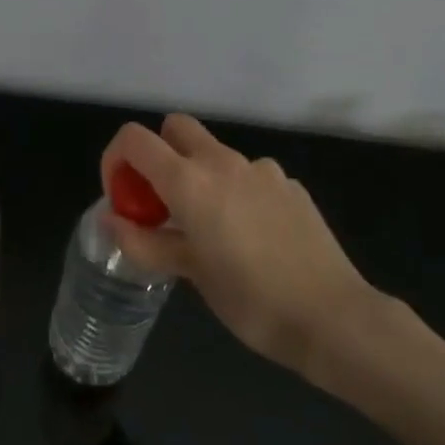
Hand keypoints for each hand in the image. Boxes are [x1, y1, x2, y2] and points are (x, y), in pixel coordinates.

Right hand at [98, 115, 421, 406]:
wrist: (333, 317)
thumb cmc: (251, 299)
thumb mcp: (189, 274)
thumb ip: (144, 242)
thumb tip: (111, 220)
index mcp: (190, 181)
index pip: (135, 139)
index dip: (116, 159)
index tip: (121, 196)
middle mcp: (224, 163)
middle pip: (177, 128)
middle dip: (159, 153)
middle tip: (160, 202)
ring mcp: (262, 170)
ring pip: (215, 153)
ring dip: (199, 176)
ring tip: (209, 229)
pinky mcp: (290, 185)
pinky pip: (249, 176)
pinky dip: (236, 192)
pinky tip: (251, 236)